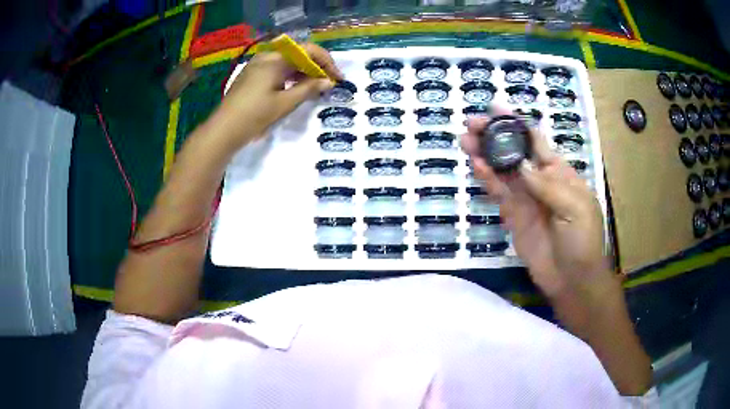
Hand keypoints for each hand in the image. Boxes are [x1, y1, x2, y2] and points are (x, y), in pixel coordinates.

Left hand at [216, 43, 343, 143]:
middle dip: (316, 66)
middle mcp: (266, 56)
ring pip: (287, 61)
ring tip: (315, 87)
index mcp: (275, 59)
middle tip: (328, 83)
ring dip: (303, 71)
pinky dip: (290, 75)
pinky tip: (296, 87)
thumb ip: (308, 89)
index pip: (308, 50)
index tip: (337, 78)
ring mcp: (257, 65)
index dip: (326, 62)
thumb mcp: (285, 103)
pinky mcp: (252, 75)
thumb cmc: (254, 115)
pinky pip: (277, 68)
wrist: (223, 130)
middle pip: (298, 53)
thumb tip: (328, 82)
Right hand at [461, 108, 615, 302]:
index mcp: (560, 173)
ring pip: (502, 171)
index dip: (517, 123)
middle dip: (494, 136)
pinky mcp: (513, 217)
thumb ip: (547, 185)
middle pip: (513, 153)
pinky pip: (499, 194)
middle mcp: (540, 181)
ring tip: (465, 140)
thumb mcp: (574, 207)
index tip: (495, 108)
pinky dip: (487, 180)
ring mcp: (525, 199)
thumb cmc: (583, 240)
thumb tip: (519, 165)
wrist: (572, 279)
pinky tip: (476, 166)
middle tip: (470, 124)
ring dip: (485, 154)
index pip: (536, 141)